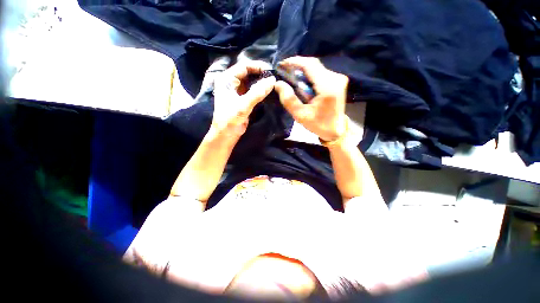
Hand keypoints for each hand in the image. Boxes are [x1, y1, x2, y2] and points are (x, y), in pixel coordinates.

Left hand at [211, 61, 275, 138]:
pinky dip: (261, 90)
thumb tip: (272, 80)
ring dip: (262, 82)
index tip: (271, 70)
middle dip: (261, 74)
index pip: (244, 66)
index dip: (258, 66)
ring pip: (251, 81)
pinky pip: (253, 90)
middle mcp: (232, 82)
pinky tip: (269, 91)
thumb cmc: (230, 119)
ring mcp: (238, 91)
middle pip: (248, 72)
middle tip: (274, 77)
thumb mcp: (243, 106)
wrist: (226, 134)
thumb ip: (257, 93)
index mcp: (227, 79)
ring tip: (274, 83)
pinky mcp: (243, 99)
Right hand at [274, 56, 348, 141]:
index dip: (294, 62)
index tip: (282, 65)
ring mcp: (338, 78)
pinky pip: (320, 73)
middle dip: (297, 67)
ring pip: (316, 68)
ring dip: (302, 71)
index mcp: (328, 87)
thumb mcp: (301, 116)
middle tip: (284, 73)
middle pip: (313, 64)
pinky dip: (309, 76)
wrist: (335, 129)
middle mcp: (335, 78)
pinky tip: (302, 83)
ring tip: (291, 78)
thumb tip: (278, 84)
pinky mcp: (337, 81)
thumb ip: (289, 100)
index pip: (310, 65)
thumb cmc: (319, 125)